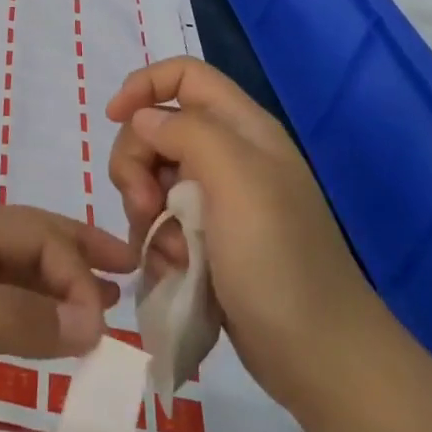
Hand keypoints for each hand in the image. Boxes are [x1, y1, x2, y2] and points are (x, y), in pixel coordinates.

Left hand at [0, 199, 135, 431]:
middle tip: (125, 293)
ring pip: (4, 282)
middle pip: (21, 247)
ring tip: (93, 321)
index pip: (31, 230)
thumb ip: (16, 314)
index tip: (112, 312)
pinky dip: (17, 324)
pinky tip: (37, 341)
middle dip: (73, 265)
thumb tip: (91, 319)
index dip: (77, 260)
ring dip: (49, 296)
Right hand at [106, 57, 387, 415]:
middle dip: (137, 163)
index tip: (113, 119)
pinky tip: (174, 267)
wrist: (319, 355)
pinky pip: (161, 220)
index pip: (184, 75)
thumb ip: (186, 133)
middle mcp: (230, 156)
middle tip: (145, 205)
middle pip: (156, 129)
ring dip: (144, 209)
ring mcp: (219, 200)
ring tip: (169, 250)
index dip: (143, 85)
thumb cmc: (279, 261)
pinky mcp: (208, 239)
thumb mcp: (237, 180)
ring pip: (152, 177)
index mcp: (243, 129)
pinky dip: (157, 240)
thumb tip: (142, 120)